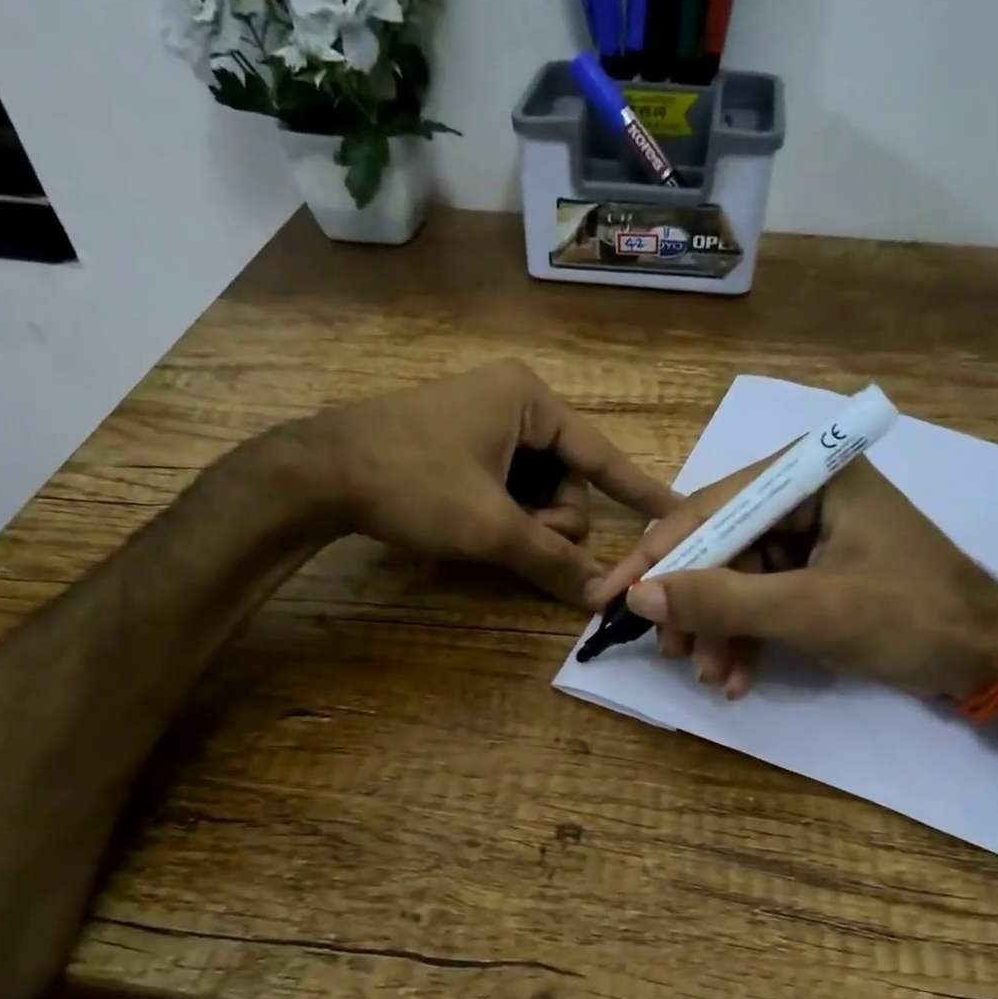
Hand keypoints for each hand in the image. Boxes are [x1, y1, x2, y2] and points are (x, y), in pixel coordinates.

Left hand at [295, 360, 680, 606]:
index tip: (679, 512)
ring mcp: (486, 420)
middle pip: (568, 479)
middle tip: (517, 539)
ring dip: (526, 522)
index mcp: (530, 400)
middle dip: (550, 519)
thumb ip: (550, 560)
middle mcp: (515, 401)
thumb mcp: (489, 526)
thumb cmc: (412, 483)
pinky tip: (478, 525)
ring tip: (489, 534)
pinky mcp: (463, 442)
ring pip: (538, 488)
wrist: (319, 472)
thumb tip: (599, 598)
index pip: (603, 455)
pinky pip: (509, 485)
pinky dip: (505, 513)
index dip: (642, 492)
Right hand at [591, 455, 997, 699]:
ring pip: (737, 579)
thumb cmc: (909, 618)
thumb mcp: (810, 609)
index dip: (656, 557)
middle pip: (720, 546)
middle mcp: (804, 494)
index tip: (608, 597)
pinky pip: (762, 599)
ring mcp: (810, 534)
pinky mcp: (816, 571)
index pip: (710, 509)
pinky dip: (746, 638)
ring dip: (718, 630)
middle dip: (694, 604)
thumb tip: (638, 595)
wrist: (990, 658)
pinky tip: (735, 678)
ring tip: (708, 676)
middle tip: (669, 651)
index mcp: (809, 475)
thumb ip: (722, 600)